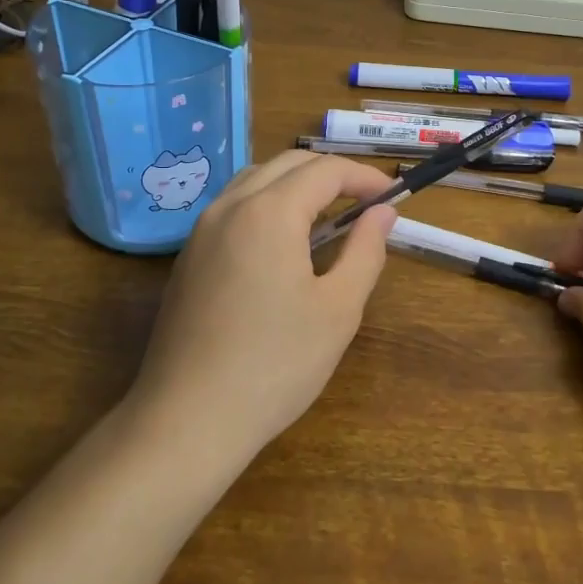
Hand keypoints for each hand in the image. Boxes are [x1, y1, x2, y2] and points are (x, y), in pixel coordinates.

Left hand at [126, 152, 398, 468]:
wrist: (188, 419)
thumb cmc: (275, 365)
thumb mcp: (338, 310)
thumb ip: (365, 251)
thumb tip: (383, 213)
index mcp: (269, 212)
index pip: (325, 171)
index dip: (365, 178)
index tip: (394, 198)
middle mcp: (230, 206)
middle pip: (288, 164)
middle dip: (332, 174)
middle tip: (367, 204)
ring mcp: (202, 230)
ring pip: (256, 180)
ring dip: (297, 184)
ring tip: (328, 217)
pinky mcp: (188, 256)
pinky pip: (233, 206)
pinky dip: (267, 204)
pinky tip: (283, 242)